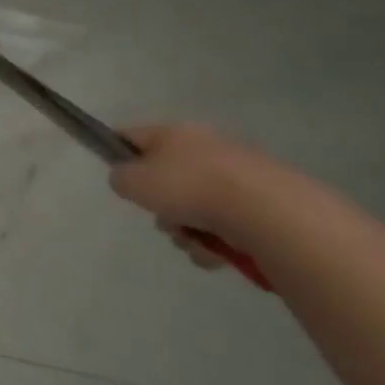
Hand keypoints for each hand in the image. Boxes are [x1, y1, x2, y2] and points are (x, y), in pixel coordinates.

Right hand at [108, 123, 282, 269]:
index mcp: (175, 133)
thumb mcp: (133, 182)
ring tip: (193, 241)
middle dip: (160, 206)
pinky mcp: (262, 203)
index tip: (118, 179)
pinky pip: (223, 225)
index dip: (116, 152)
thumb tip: (129, 180)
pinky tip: (217, 251)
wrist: (267, 212)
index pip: (132, 135)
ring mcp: (237, 175)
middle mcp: (206, 147)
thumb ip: (120, 178)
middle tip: (163, 220)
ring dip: (186, 229)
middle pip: (166, 179)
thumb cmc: (189, 188)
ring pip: (193, 207)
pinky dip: (214, 241)